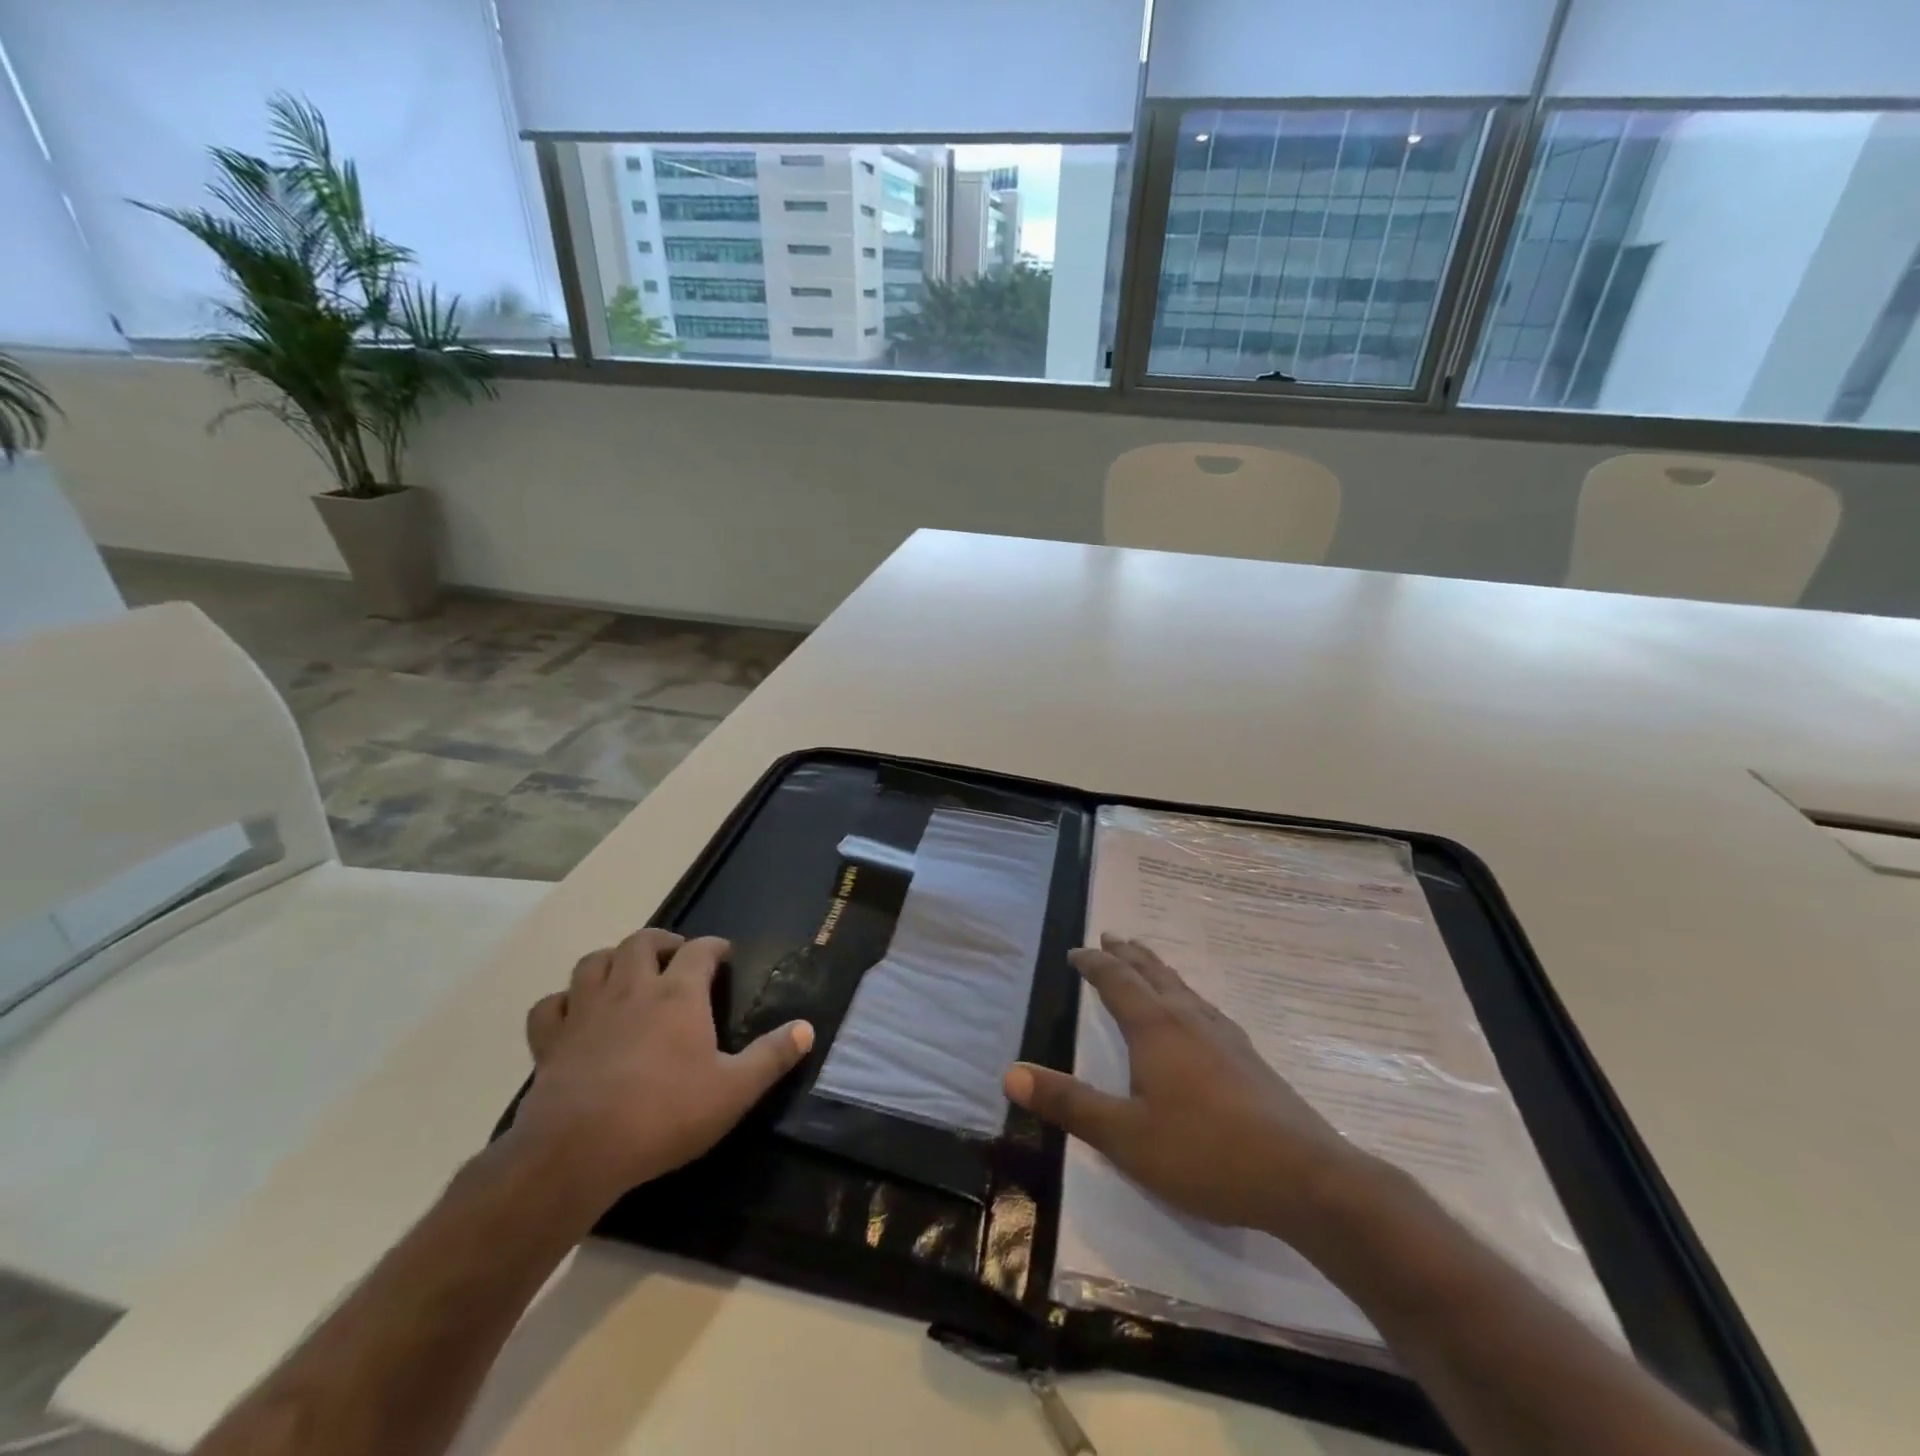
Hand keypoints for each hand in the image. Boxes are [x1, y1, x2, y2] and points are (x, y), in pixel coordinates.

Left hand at [512, 929, 812, 1210]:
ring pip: (593, 962)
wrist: (576, 1152)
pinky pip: (550, 1005)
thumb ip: (771, 1057)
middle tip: (675, 957)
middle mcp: (631, 989)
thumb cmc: (664, 1115)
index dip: (714, 946)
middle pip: (642, 941)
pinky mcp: (550, 1041)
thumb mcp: (733, 1091)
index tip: (724, 955)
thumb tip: (807, 1029)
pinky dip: (563, 1001)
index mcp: (678, 995)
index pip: (700, 950)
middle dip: (662, 941)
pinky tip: (574, 1013)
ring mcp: (585, 1011)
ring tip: (626, 973)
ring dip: (612, 959)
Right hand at [1005, 935, 1371, 1243]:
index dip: (1093, 963)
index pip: (1116, 980)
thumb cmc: (1205, 1152)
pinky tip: (1195, 1014)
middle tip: (1110, 936)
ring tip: (1146, 962)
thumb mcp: (1124, 1136)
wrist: (1304, 1177)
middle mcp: (1189, 1018)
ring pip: (1182, 987)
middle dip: (1126, 954)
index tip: (1076, 951)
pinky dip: (1184, 993)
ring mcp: (1224, 1035)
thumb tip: (1011, 1074)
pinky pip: (1204, 1007)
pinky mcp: (1248, 1057)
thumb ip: (1069, 1103)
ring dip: (1156, 969)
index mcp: (1155, 1027)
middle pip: (1152, 972)